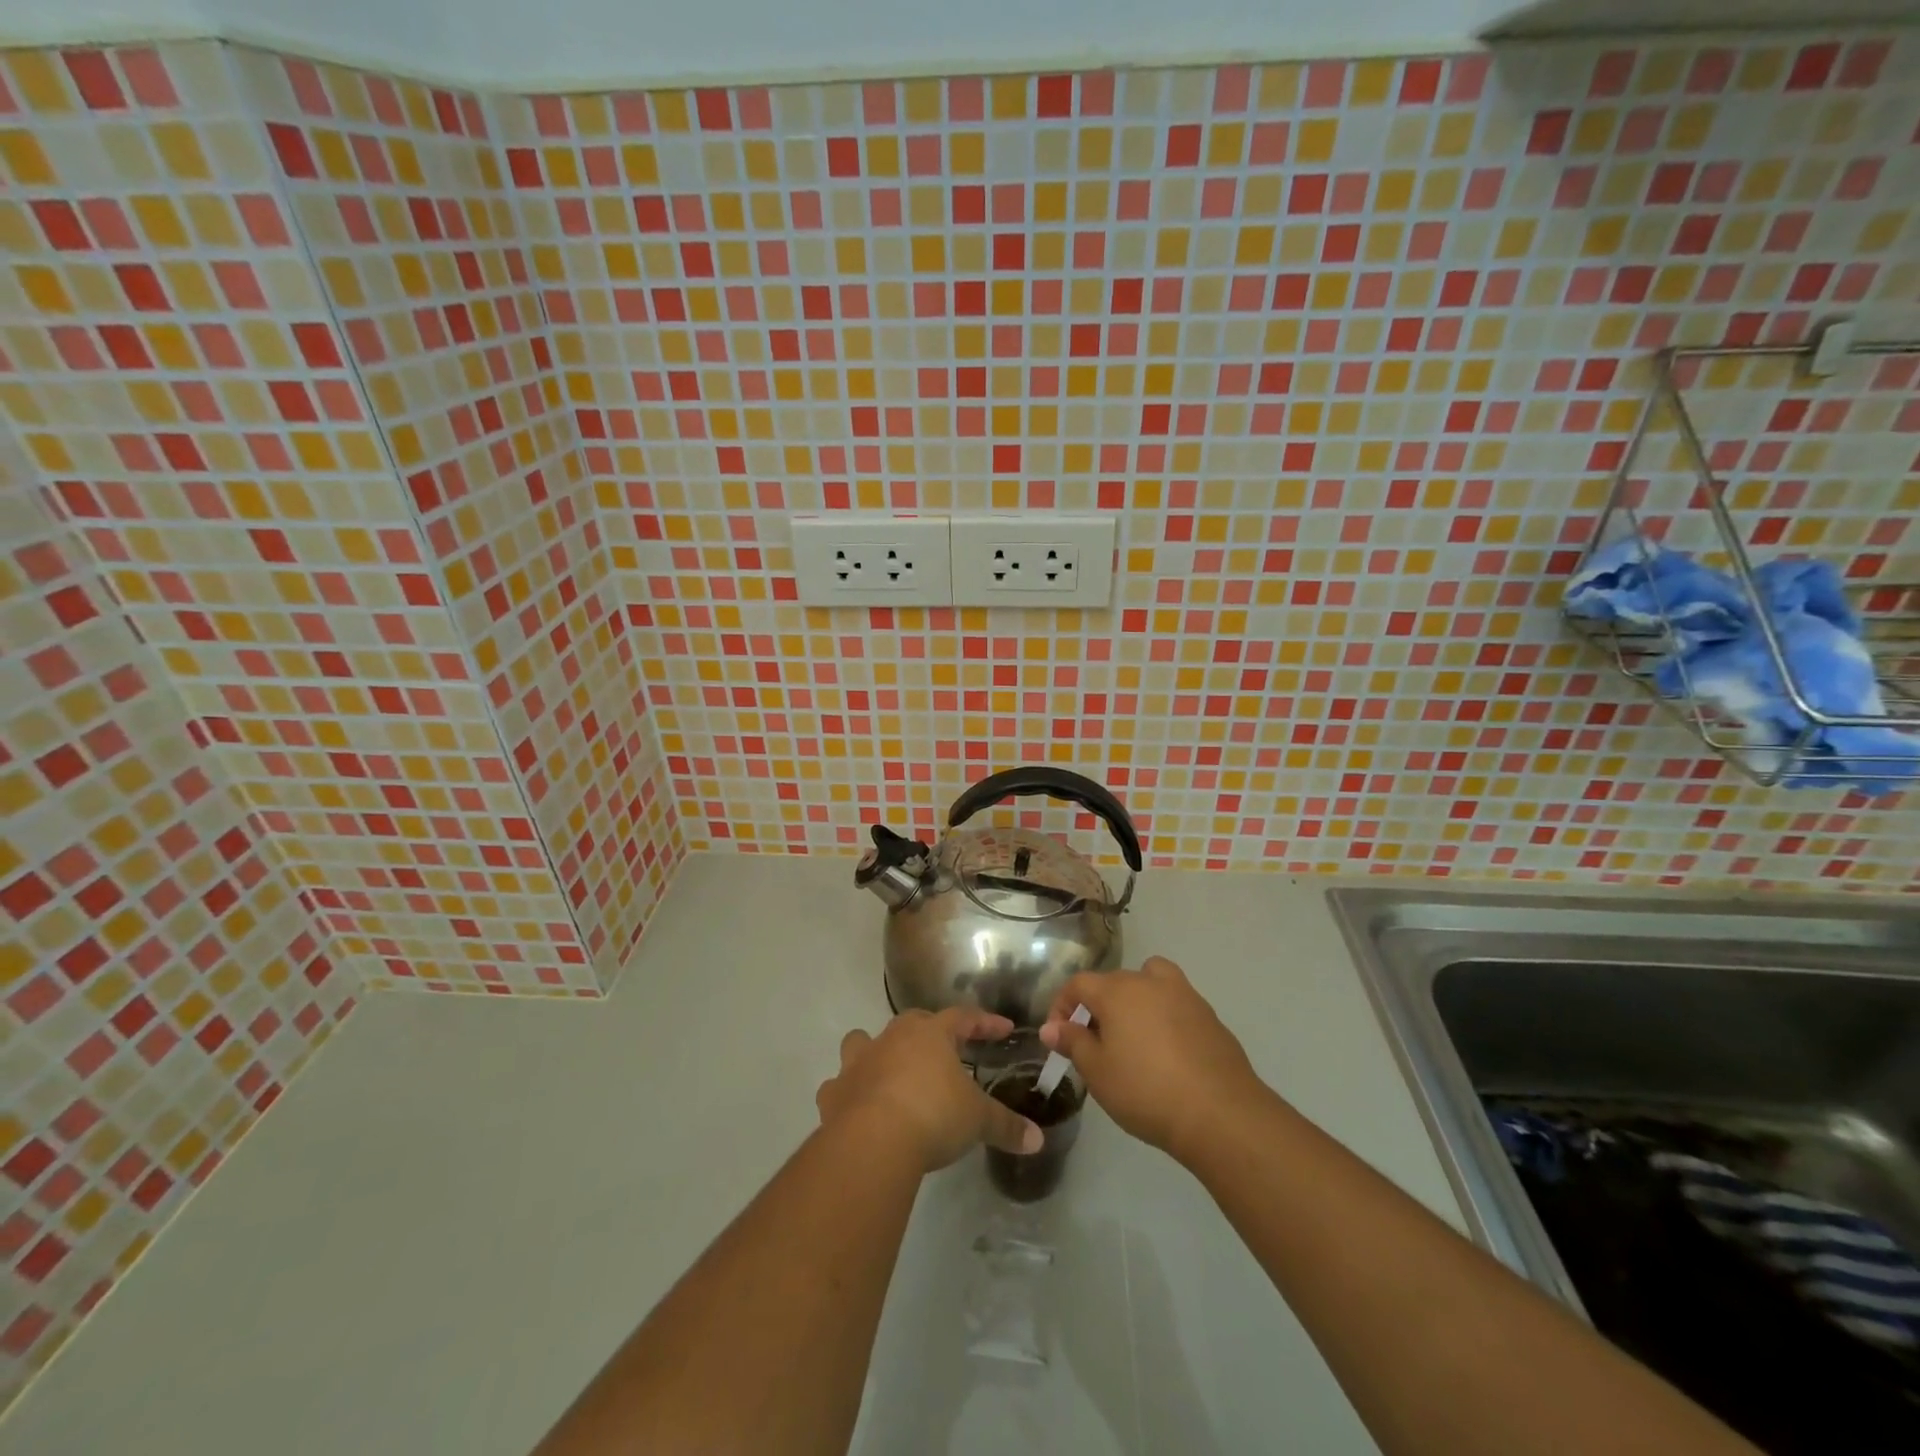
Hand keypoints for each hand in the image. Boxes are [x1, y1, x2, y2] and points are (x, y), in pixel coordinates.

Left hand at [815, 1008, 1044, 1172]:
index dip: (984, 1023)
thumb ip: (1006, 1126)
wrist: (873, 1141)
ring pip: (862, 1042)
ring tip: (887, 1073)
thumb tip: (1037, 1139)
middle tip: (945, 1052)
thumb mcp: (977, 1120)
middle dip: (928, 1033)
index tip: (1003, 1029)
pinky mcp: (834, 1092)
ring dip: (873, 1053)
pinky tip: (857, 1109)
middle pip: (911, 1023)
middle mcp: (892, 1038)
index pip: (963, 1017)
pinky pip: (839, 1085)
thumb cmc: (933, 1115)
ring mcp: (858, 1062)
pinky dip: (848, 1093)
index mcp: (930, 1034)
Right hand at [1039, 957, 1267, 1163]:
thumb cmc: (1146, 1090)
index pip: (1078, 984)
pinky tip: (1166, 1053)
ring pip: (1151, 981)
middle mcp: (1149, 982)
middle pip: (1114, 982)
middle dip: (1098, 1007)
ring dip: (1136, 999)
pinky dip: (1165, 1016)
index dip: (1062, 1005)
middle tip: (1094, 1043)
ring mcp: (1184, 995)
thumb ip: (1073, 1043)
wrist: (1220, 1113)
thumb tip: (1052, 1027)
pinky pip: (1177, 1004)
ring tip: (1134, 1035)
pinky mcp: (1210, 1016)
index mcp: (1117, 991)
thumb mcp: (1097, 1072)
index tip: (1058, 1035)